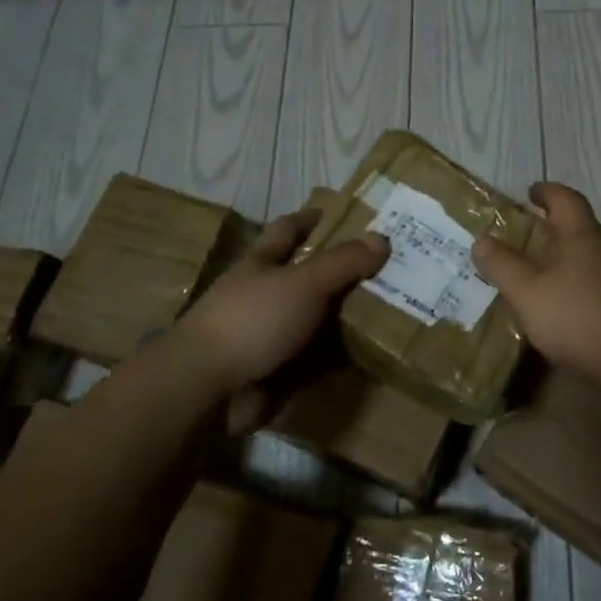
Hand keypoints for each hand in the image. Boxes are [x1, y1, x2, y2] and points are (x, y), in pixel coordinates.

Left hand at [169, 206, 386, 413]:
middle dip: (342, 272)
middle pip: (307, 277)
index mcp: (262, 264)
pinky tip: (373, 353)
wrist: (208, 387)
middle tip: (388, 268)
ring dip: (345, 318)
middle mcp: (264, 295)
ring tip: (392, 310)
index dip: (311, 219)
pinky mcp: (277, 371)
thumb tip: (382, 239)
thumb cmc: (253, 319)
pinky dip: (339, 358)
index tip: (342, 213)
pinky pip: (316, 360)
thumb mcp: (303, 283)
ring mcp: (269, 335)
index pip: (288, 230)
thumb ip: (342, 262)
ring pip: (315, 320)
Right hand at [471, 182, 600, 391]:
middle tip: (525, 239)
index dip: (547, 192)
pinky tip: (567, 312)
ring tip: (539, 278)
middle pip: (579, 229)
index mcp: (582, 235)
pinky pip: (600, 286)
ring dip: (566, 262)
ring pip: (590, 259)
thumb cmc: (584, 317)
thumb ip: (504, 267)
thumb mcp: (530, 294)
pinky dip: (580, 289)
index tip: (531, 192)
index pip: (565, 199)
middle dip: (553, 230)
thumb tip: (481, 239)